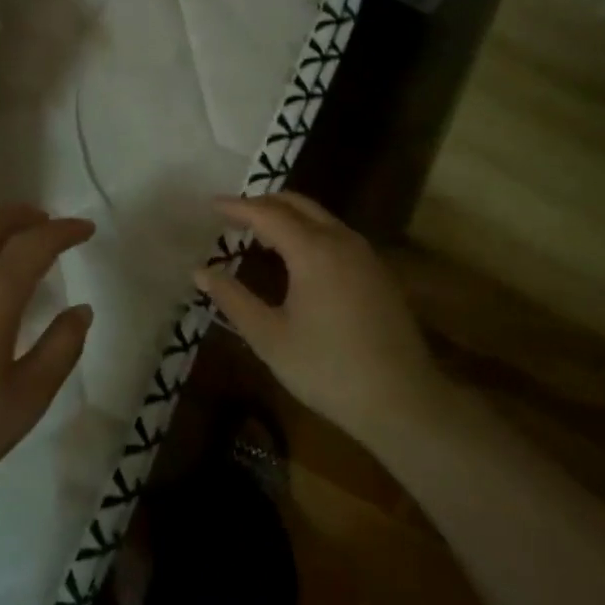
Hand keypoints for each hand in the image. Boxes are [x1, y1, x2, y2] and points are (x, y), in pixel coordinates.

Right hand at [195, 193, 440, 442]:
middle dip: (263, 203)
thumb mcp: (270, 337)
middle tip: (233, 215)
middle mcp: (341, 240)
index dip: (237, 207)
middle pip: (297, 204)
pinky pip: (336, 234)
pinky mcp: (378, 272)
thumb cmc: (328, 369)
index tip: (211, 205)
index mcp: (312, 250)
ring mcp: (364, 255)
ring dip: (287, 216)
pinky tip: (297, 258)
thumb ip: (233, 299)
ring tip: (259, 234)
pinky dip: (308, 231)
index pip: (267, 214)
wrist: (403, 400)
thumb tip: (200, 271)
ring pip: (320, 217)